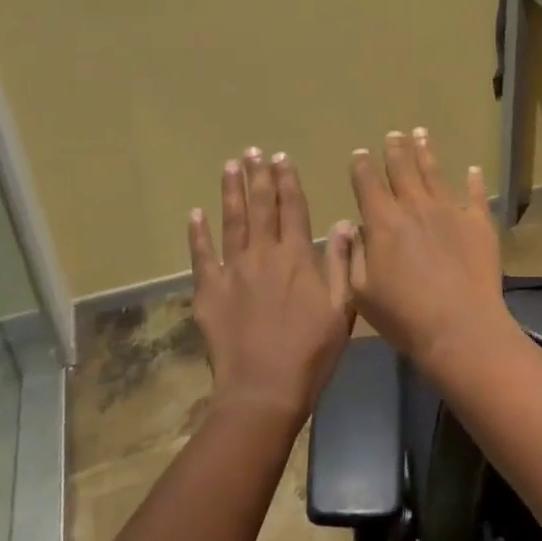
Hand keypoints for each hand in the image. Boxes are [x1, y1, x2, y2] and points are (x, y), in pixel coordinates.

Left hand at [189, 149, 355, 426]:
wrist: (263, 390)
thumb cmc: (311, 351)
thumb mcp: (342, 307)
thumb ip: (340, 262)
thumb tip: (346, 222)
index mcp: (297, 257)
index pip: (293, 208)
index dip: (287, 180)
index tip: (282, 157)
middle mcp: (263, 255)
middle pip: (260, 207)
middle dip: (258, 176)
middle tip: (253, 151)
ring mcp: (232, 271)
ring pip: (231, 222)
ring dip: (231, 192)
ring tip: (230, 166)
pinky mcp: (208, 292)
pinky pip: (201, 256)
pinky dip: (197, 233)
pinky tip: (196, 213)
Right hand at [346, 129, 509, 364]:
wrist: (460, 326)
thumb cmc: (404, 316)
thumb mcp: (361, 293)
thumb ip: (355, 255)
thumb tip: (352, 226)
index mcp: (383, 222)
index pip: (368, 184)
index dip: (362, 167)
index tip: (361, 153)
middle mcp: (416, 207)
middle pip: (402, 170)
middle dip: (396, 150)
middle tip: (394, 134)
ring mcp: (450, 211)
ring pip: (435, 174)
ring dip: (426, 152)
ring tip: (421, 133)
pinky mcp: (479, 222)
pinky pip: (476, 194)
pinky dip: (474, 180)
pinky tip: (473, 169)